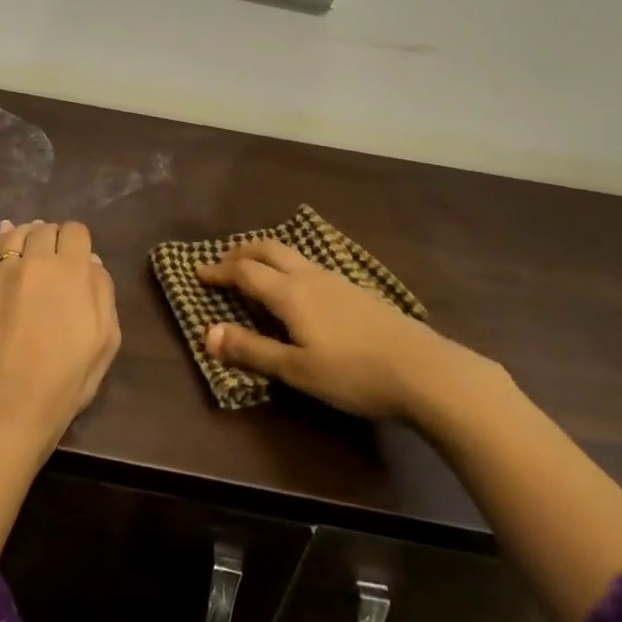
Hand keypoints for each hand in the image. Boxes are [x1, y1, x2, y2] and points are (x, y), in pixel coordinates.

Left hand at [0, 219, 122, 461]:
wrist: (4, 413)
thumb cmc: (64, 383)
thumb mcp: (104, 342)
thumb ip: (102, 293)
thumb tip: (91, 263)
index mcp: (71, 272)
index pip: (76, 231)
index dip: (79, 242)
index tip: (78, 260)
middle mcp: (35, 262)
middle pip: (45, 229)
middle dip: (54, 240)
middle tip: (57, 263)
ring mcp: (1, 274)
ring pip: (16, 234)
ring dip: (28, 238)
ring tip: (31, 255)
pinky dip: (2, 247)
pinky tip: (7, 252)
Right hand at [197, 239, 502, 422]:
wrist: (423, 370)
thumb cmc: (353, 373)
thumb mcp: (296, 369)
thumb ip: (251, 350)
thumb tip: (206, 333)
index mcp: (290, 293)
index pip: (244, 272)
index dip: (219, 271)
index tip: (198, 272)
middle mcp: (310, 276)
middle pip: (268, 249)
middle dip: (241, 251)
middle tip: (222, 261)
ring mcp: (337, 279)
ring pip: (292, 254)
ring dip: (266, 255)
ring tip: (255, 268)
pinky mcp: (356, 290)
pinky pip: (311, 265)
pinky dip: (289, 265)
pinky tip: (299, 288)